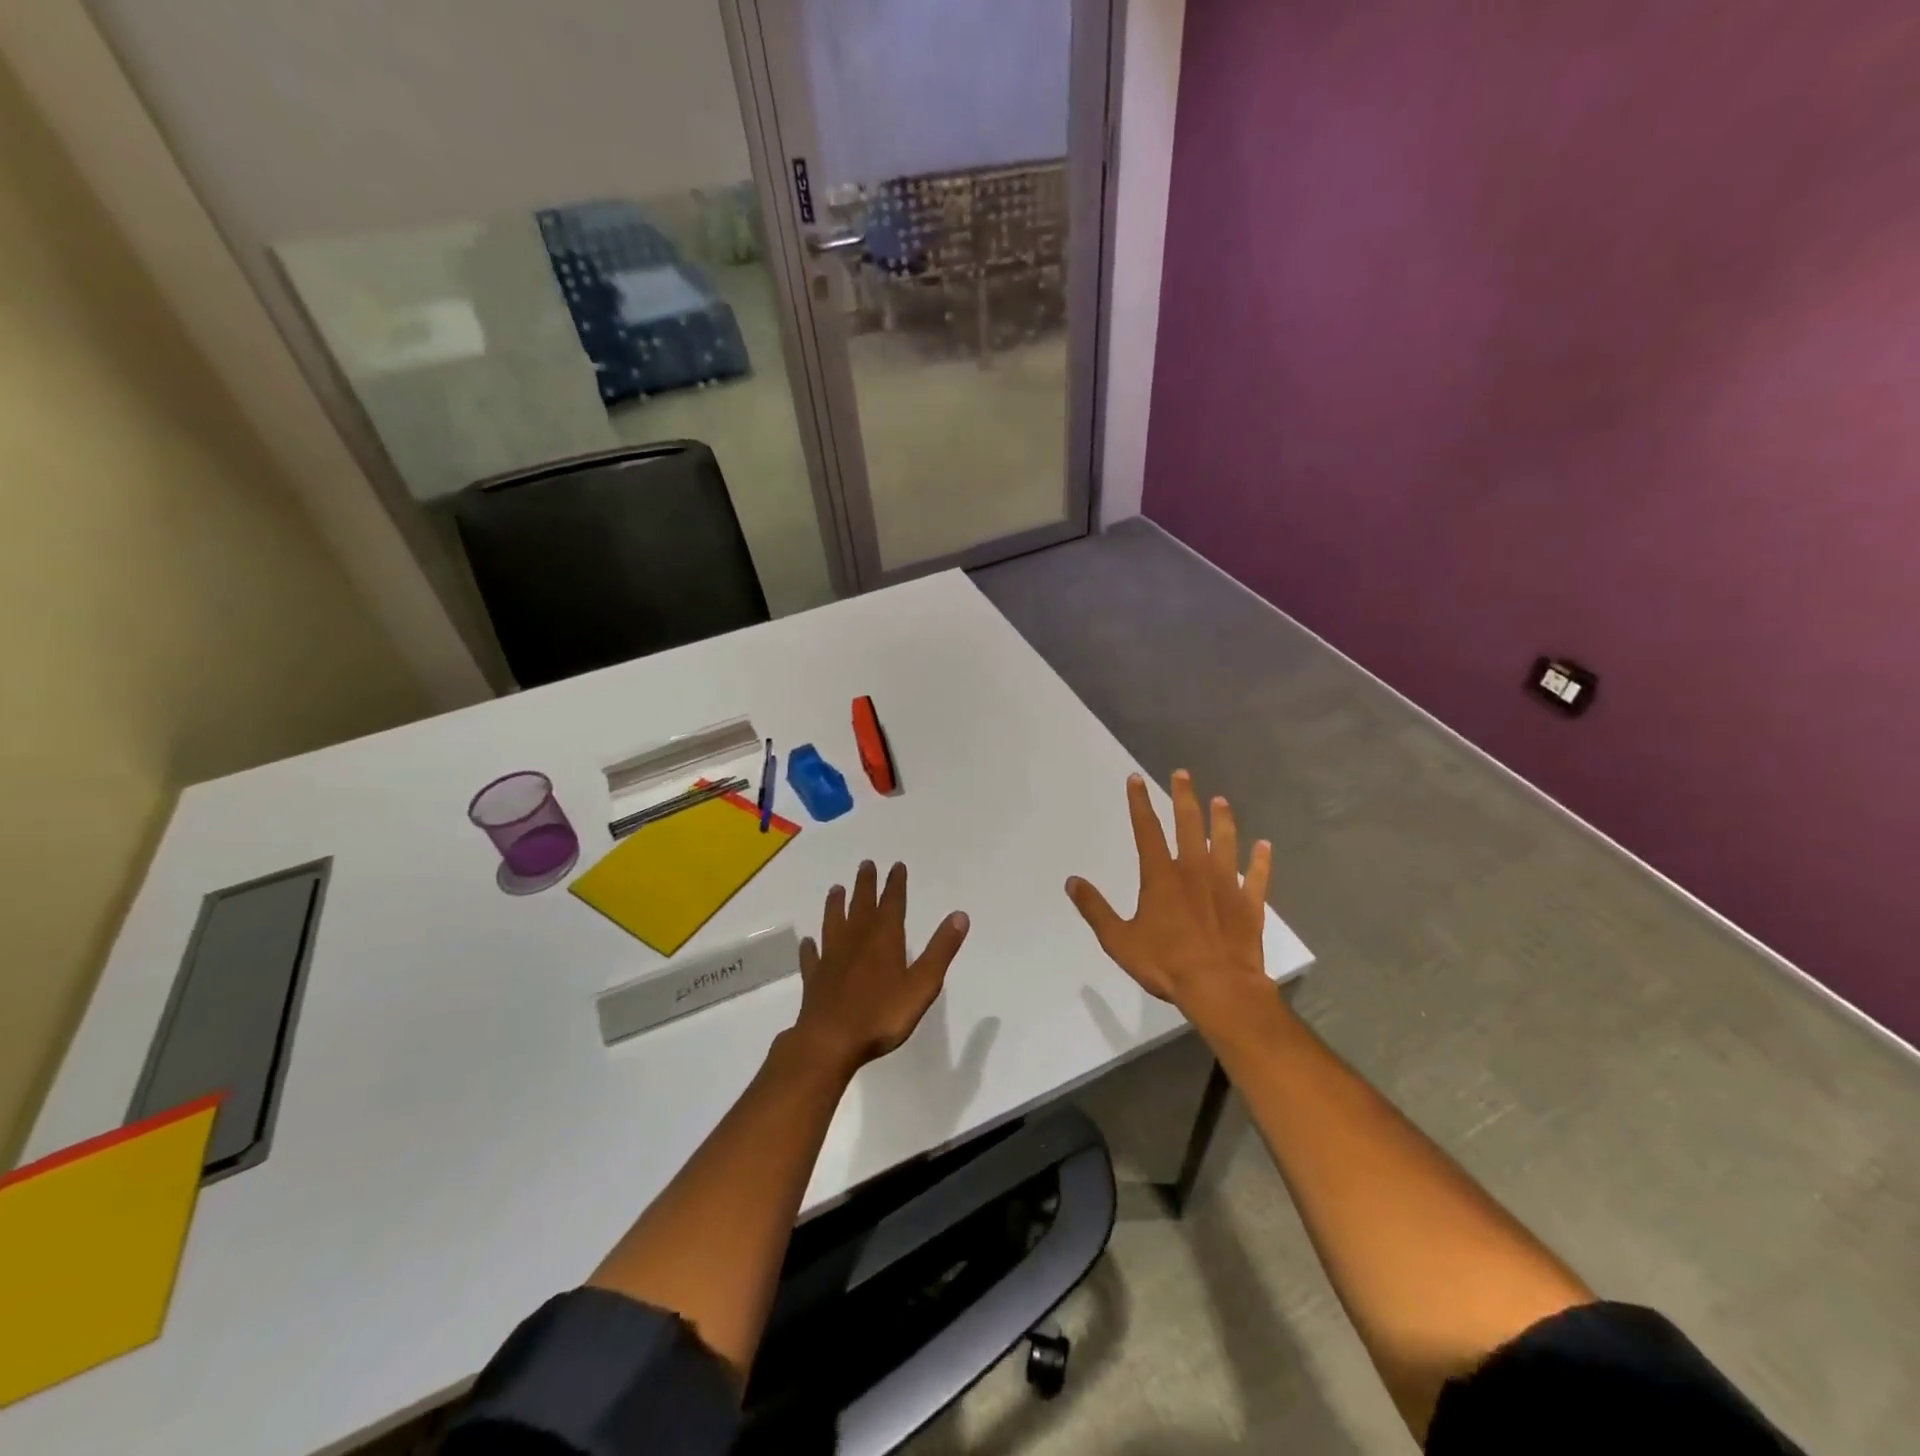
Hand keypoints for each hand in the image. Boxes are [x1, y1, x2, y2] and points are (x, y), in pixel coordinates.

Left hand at [789, 860, 970, 1076]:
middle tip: (865, 864)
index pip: (892, 903)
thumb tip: (960, 915)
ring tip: (836, 889)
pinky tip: (808, 942)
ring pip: (834, 923)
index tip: (896, 866)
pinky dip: (810, 948)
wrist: (830, 1041)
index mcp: (884, 939)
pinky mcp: (814, 979)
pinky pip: (812, 957)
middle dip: (865, 885)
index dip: (895, 884)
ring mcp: (832, 959)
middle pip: (861, 906)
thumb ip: (941, 950)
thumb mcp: (922, 984)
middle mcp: (856, 941)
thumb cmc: (882, 1014)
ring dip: (836, 905)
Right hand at [1066, 771, 1271, 1022]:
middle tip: (1182, 774)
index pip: (1147, 830)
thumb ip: (1095, 909)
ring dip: (1222, 820)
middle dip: (1184, 797)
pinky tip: (1265, 846)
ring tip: (1220, 800)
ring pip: (1225, 842)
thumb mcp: (1118, 939)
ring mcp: (1226, 885)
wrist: (1220, 988)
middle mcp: (1194, 870)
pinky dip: (1261, 861)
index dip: (1139, 802)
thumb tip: (1072, 882)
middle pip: (1189, 825)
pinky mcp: (1249, 904)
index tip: (1136, 779)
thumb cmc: (1165, 963)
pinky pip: (1257, 876)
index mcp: (1161, 876)